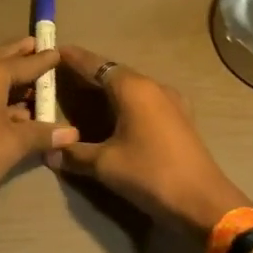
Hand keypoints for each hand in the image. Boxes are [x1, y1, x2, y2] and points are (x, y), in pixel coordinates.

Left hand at [0, 38, 76, 215]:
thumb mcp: (15, 143)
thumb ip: (43, 133)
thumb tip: (73, 133)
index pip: (23, 62)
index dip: (43, 60)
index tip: (58, 52)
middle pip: (0, 59)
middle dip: (20, 54)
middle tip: (38, 48)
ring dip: (8, 75)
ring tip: (29, 78)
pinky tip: (12, 110)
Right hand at [52, 44, 250, 239]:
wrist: (203, 202)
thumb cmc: (151, 174)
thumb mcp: (105, 165)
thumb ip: (74, 154)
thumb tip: (49, 151)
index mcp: (133, 88)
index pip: (96, 64)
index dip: (73, 58)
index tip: (53, 51)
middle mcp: (153, 86)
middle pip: (114, 72)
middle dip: (89, 72)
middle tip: (62, 74)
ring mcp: (171, 101)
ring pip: (132, 86)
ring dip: (108, 87)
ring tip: (85, 92)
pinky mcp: (180, 118)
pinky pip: (145, 100)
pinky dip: (125, 101)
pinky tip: (115, 114)